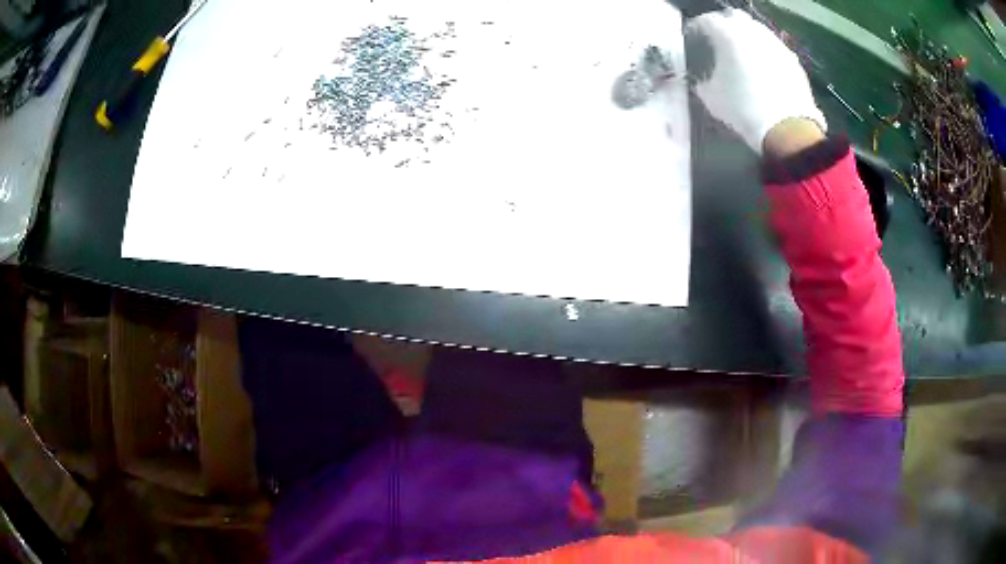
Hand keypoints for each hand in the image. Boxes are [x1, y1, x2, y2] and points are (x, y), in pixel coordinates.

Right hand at [685, 8, 826, 153]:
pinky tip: (763, 69)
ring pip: (756, 30)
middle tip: (718, 41)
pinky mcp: (792, 59)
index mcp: (728, 33)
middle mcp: (753, 31)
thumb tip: (702, 80)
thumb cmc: (744, 109)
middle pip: (734, 17)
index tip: (693, 38)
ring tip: (742, 55)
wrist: (788, 130)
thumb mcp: (712, 98)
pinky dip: (765, 52)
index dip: (696, 28)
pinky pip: (773, 47)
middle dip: (724, 24)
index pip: (706, 20)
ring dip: (747, 37)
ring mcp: (776, 43)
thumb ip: (703, 81)